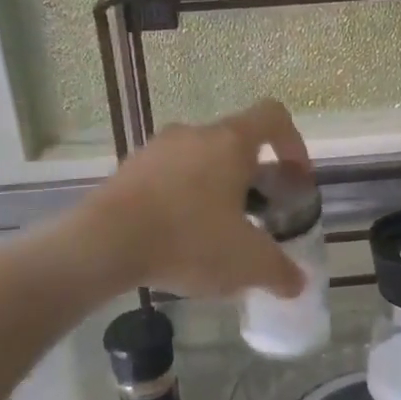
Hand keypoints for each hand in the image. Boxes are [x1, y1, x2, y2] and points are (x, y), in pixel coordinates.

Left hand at [82, 99, 309, 298]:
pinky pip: (169, 176)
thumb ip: (279, 271)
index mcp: (230, 142)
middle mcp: (194, 134)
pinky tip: (179, 237)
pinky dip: (183, 198)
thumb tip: (297, 283)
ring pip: (201, 160)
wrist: (103, 244)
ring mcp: (157, 149)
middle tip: (259, 216)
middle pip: (236, 143)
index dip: (293, 143)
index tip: (296, 179)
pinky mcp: (129, 169)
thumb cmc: (187, 240)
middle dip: (254, 177)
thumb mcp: (246, 263)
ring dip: (216, 188)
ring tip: (217, 232)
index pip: (273, 117)